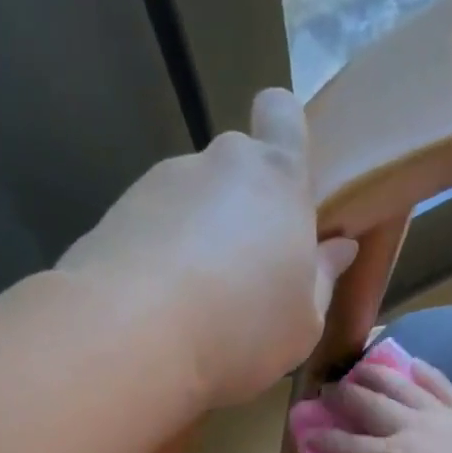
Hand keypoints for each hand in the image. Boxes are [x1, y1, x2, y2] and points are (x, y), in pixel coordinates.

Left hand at [60, 89, 358, 408]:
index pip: (282, 114)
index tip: (283, 180)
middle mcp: (216, 164)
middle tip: (242, 273)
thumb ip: (322, 279)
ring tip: (193, 303)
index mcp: (276, 179)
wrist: (129, 338)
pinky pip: (150, 229)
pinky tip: (156, 308)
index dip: (283, 132)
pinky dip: (157, 257)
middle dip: (241, 209)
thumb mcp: (303, 323)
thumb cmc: (240, 328)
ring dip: (196, 238)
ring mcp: (158, 185)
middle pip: (234, 168)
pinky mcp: (113, 214)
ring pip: (189, 202)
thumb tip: (337, 248)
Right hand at [313, 359, 451, 452]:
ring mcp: (442, 415)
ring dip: (374, 374)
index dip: (321, 439)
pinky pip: (441, 383)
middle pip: (366, 403)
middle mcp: (410, 427)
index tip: (307, 434)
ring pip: (400, 384)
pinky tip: (410, 366)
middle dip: (341, 397)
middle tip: (327, 391)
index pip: (343, 444)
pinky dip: (421, 372)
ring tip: (360, 369)